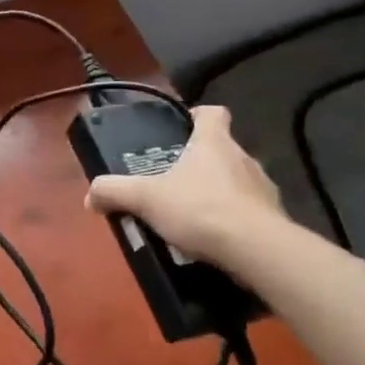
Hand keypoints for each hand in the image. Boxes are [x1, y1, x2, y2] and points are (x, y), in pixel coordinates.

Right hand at [85, 105, 283, 266]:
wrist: (256, 250)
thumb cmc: (199, 209)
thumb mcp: (145, 199)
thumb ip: (115, 192)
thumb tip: (90, 196)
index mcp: (214, 142)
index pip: (213, 113)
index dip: (197, 116)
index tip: (182, 127)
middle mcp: (243, 158)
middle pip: (221, 149)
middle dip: (200, 162)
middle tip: (173, 180)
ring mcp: (264, 188)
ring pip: (237, 181)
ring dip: (218, 192)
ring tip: (193, 214)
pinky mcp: (275, 218)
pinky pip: (249, 211)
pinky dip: (233, 220)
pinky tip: (214, 239)